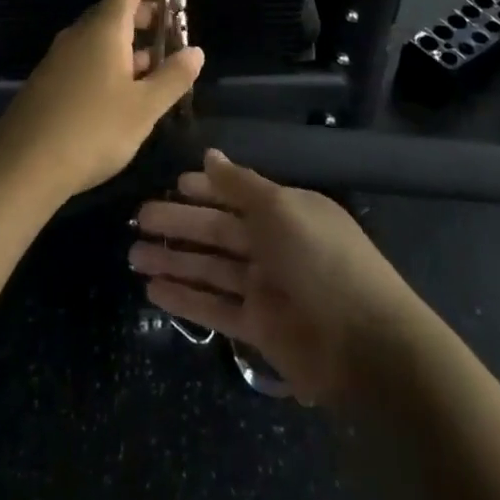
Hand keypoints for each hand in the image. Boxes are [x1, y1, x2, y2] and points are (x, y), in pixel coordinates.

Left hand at [0, 0, 202, 205]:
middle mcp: (79, 33)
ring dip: (131, 44)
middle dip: (148, 16)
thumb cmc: (92, 130)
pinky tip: (123, 94)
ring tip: (157, 68)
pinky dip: (111, 61)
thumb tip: (196, 51)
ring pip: (101, 36)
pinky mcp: (49, 80)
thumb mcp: (144, 108)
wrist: (21, 167)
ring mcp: (60, 57)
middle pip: (116, 9)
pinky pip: (86, 57)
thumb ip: (174, 77)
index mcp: (104, 28)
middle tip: (175, 35)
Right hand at [129, 151, 421, 406]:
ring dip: (173, 261)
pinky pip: (214, 307)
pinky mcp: (257, 328)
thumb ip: (239, 184)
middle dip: (178, 225)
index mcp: (284, 211)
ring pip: (209, 268)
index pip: (236, 195)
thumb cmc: (321, 259)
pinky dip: (185, 298)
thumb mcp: (280, 208)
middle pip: (216, 231)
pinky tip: (152, 291)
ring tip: (132, 255)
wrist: (367, 344)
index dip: (204, 189)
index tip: (171, 184)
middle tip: (137, 219)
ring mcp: (264, 288)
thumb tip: (208, 155)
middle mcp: (272, 245)